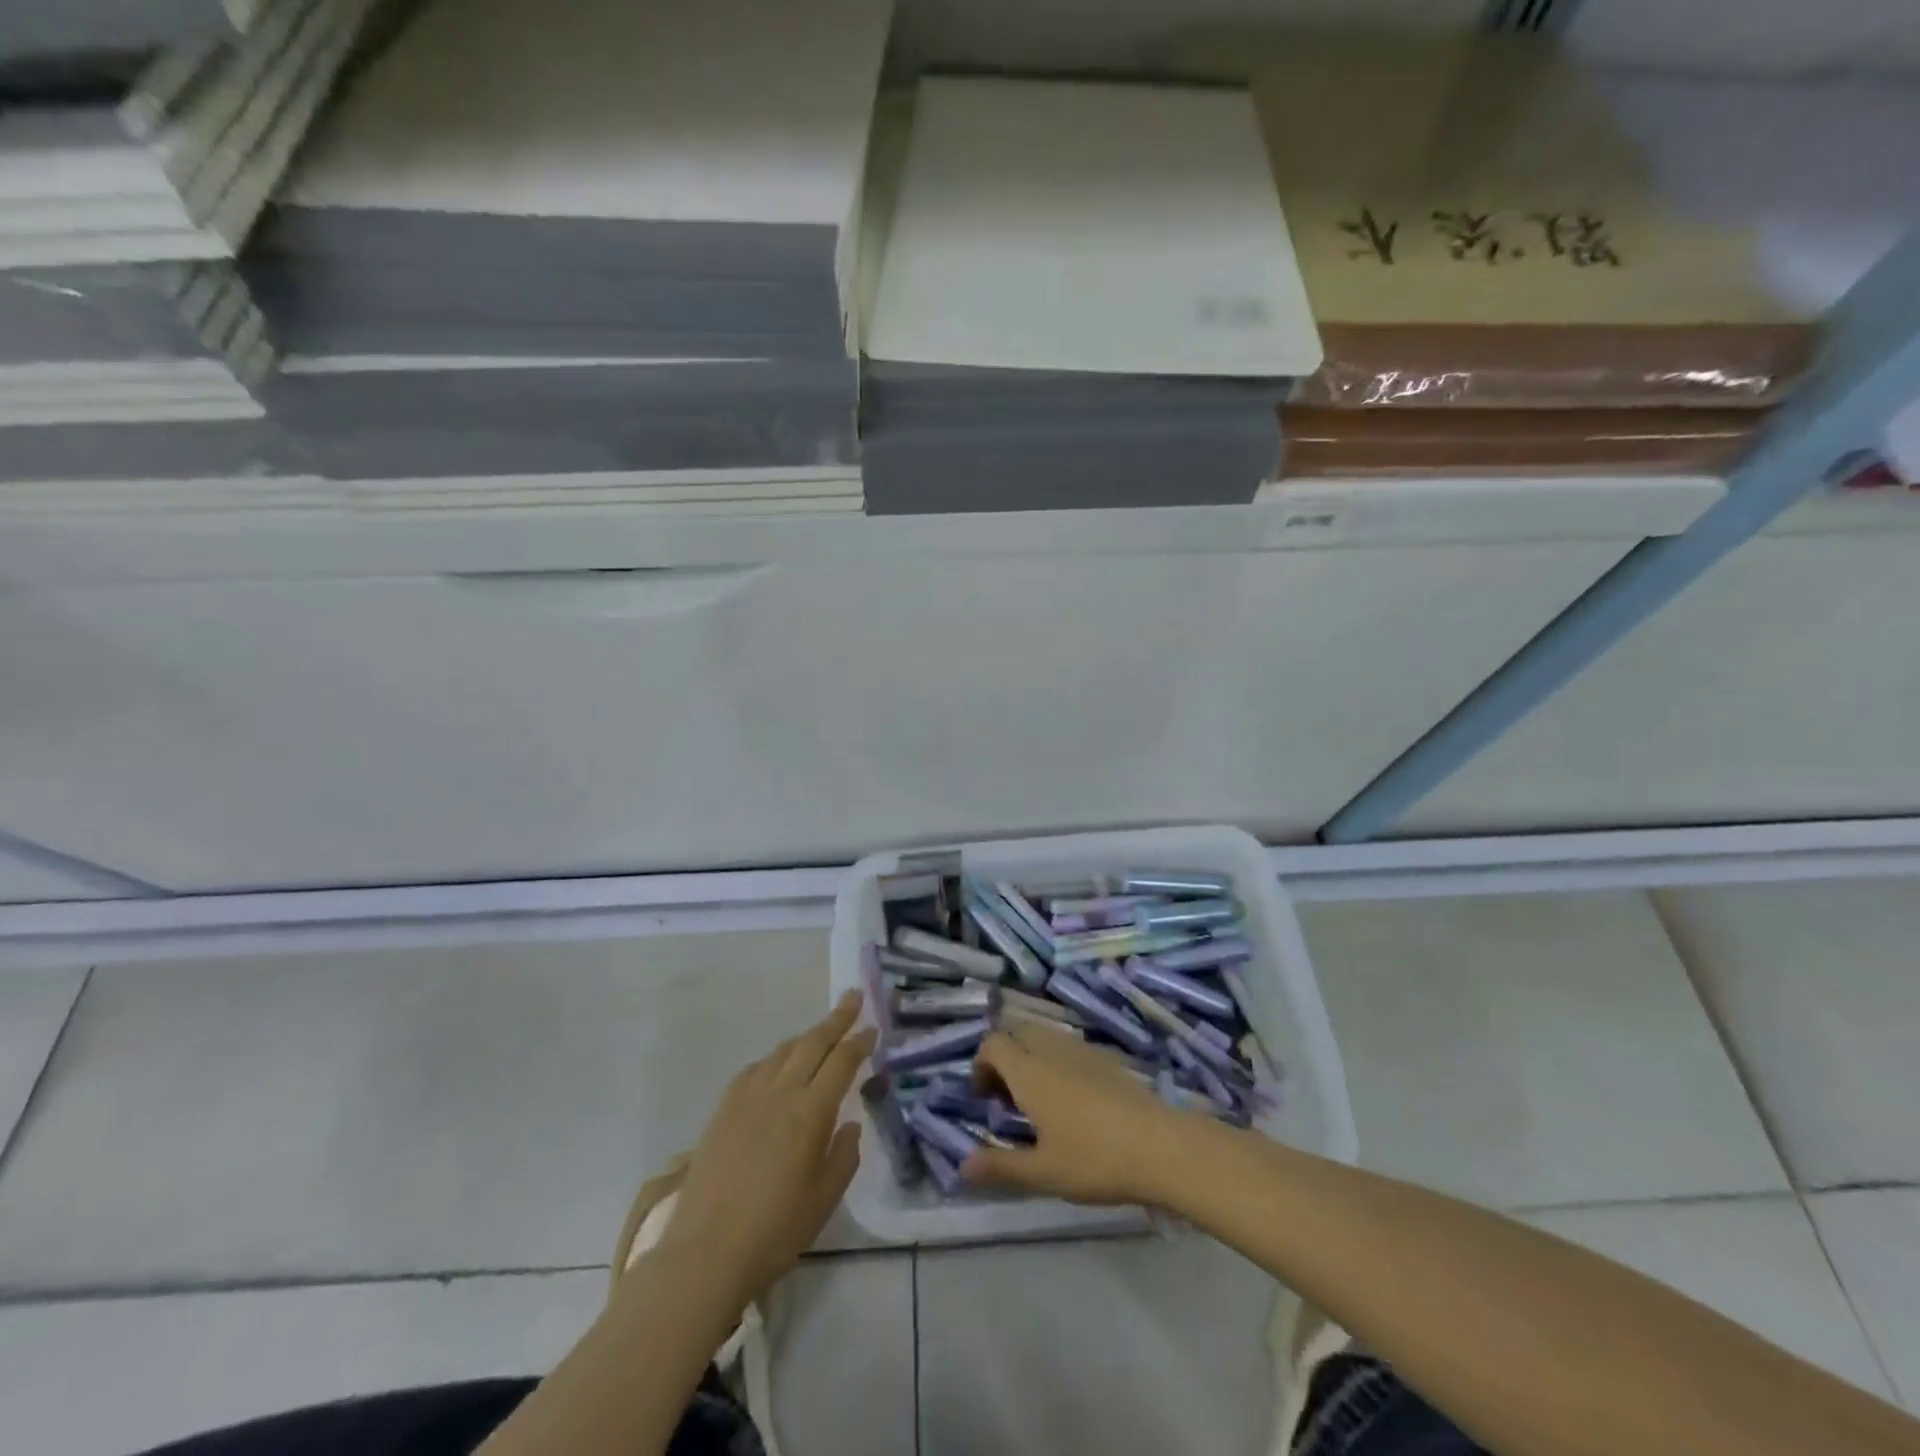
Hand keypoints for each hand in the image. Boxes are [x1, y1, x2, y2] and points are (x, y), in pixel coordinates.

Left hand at [653, 991, 874, 1309]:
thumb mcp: (824, 1200)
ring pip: (783, 1051)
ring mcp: (747, 1098)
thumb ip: (844, 1155)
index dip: (859, 1041)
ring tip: (821, 1031)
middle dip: (836, 1019)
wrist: (704, 1253)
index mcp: (810, 1112)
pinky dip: (775, 1058)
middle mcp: (780, 1093)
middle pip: (812, 1043)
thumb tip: (850, 1124)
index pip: (841, 1062)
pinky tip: (778, 1065)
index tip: (872, 1026)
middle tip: (853, 997)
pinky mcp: (723, 1109)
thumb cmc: (774, 1231)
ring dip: (806, 1036)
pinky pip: (756, 1068)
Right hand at [961, 1022, 1198, 1204]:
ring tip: (1037, 1098)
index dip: (980, 1064)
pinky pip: (1068, 1046)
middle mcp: (1052, 1049)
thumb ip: (1000, 1167)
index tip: (983, 1097)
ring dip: (1030, 1056)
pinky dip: (1056, 1060)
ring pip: (1044, 1036)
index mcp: (1029, 1070)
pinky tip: (1071, 1098)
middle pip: (1017, 1031)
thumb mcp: (1042, 1172)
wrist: (1161, 1146)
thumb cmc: (1094, 1159)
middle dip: (1004, 1055)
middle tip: (1006, 1095)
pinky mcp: (1107, 1058)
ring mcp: (1082, 1050)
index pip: (993, 1043)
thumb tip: (961, 1168)